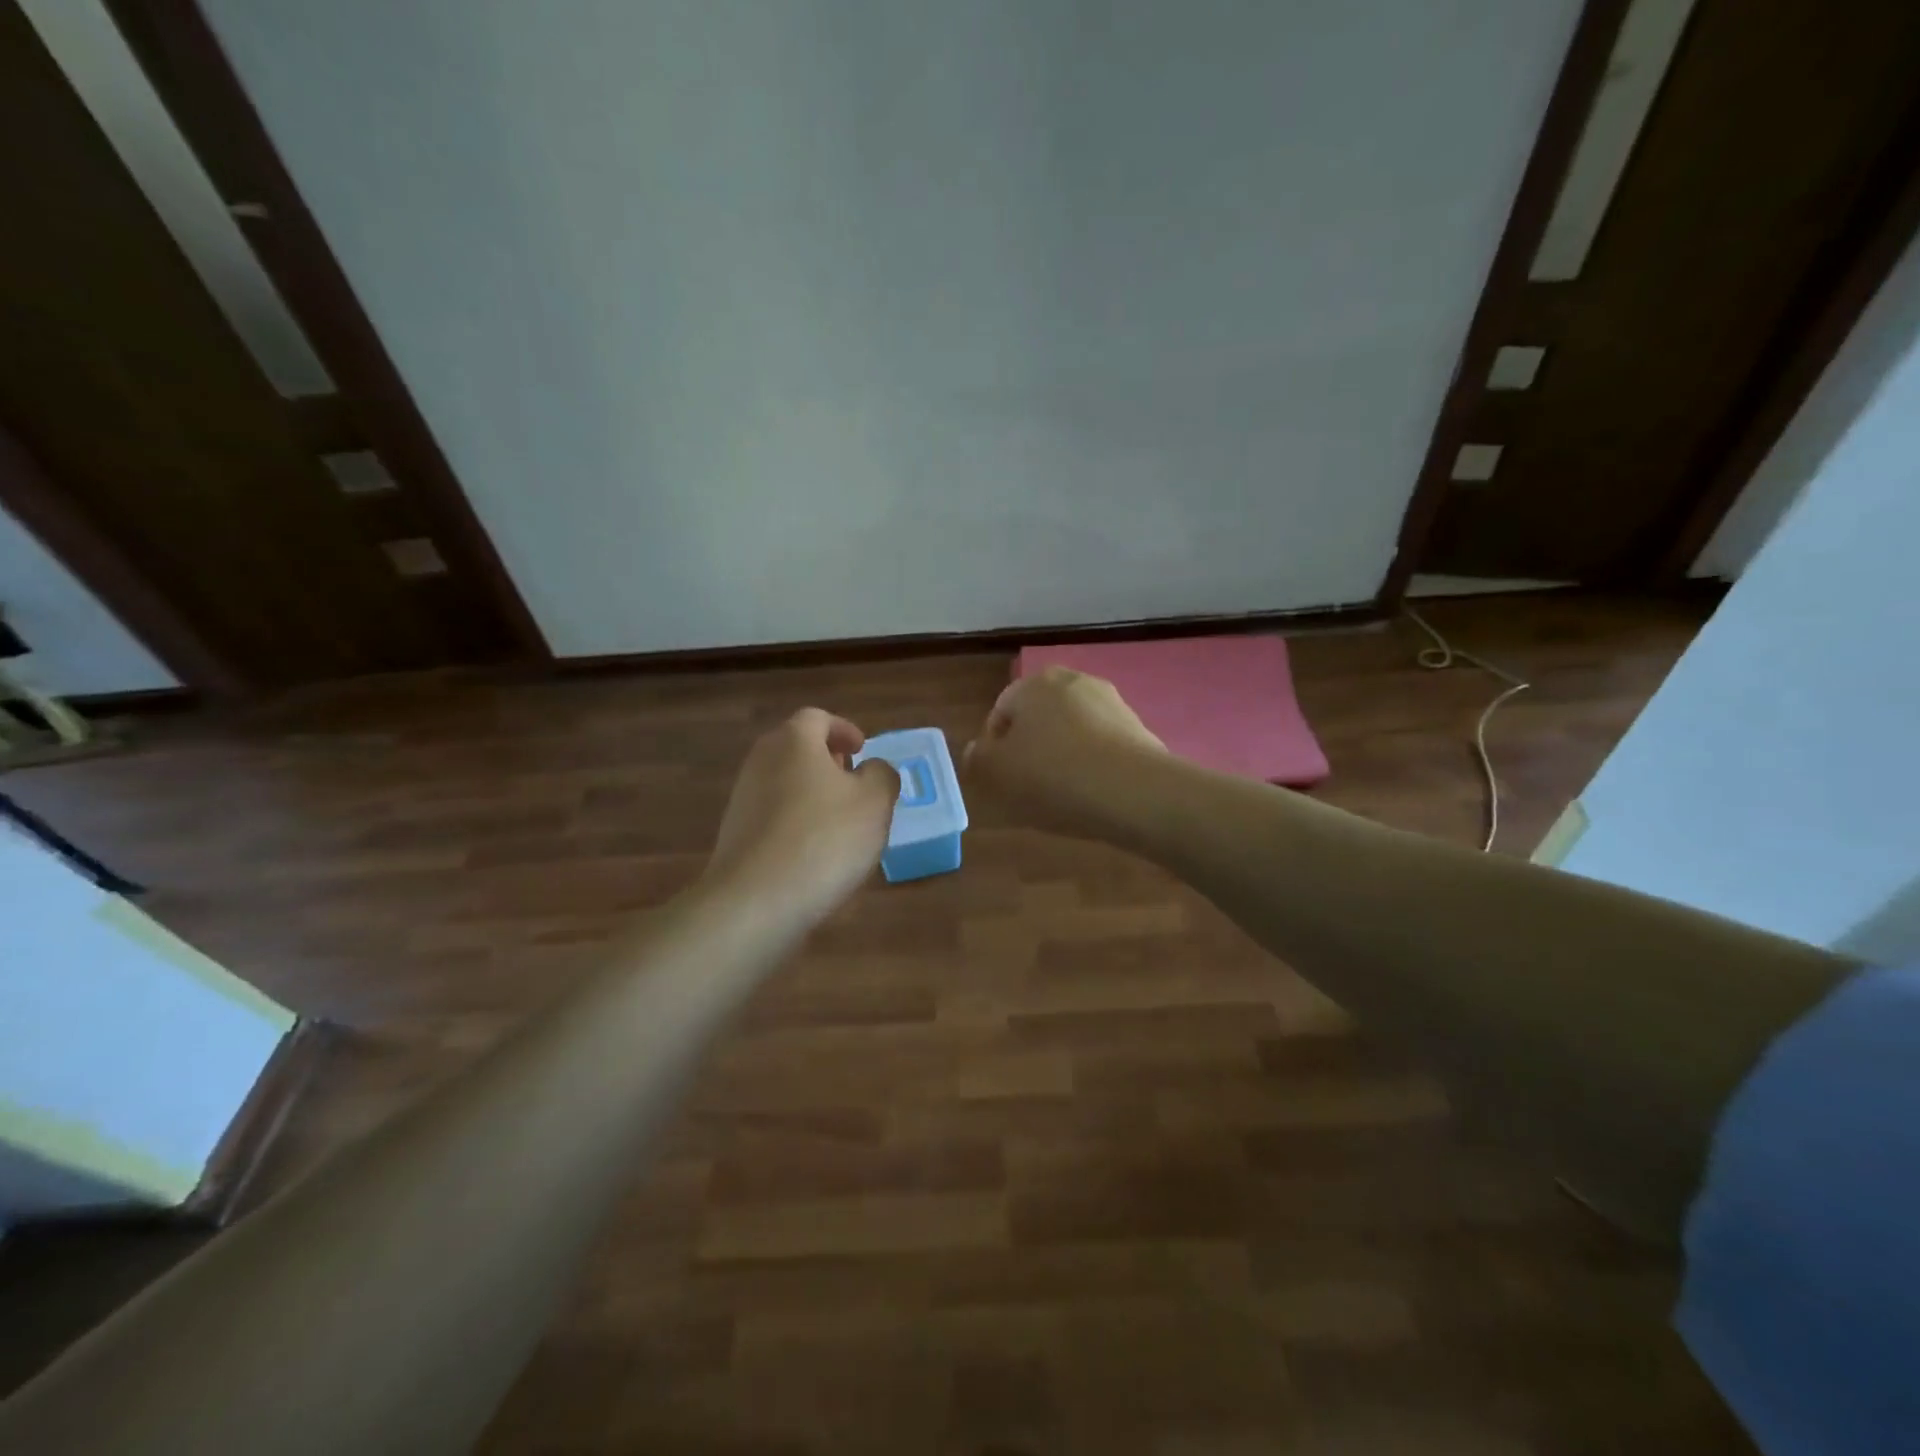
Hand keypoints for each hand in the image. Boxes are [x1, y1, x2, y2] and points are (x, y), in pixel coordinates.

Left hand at [705, 708, 898, 924]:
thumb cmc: (824, 838)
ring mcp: (743, 799)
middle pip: (796, 748)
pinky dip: (796, 822)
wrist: (757, 900)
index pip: (818, 718)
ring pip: (785, 783)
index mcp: (794, 741)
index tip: (862, 750)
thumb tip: (872, 770)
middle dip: (827, 761)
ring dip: (813, 793)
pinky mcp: (735, 835)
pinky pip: (773, 816)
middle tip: (854, 781)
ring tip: (842, 822)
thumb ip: (882, 775)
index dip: (844, 730)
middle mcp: (762, 761)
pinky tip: (816, 853)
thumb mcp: (875, 802)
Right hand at [963, 667, 1164, 838]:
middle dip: (1031, 747)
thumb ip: (977, 758)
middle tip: (1028, 786)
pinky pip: (1102, 746)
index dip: (994, 746)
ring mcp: (1112, 703)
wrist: (1134, 793)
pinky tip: (1092, 794)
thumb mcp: (997, 773)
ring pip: (1073, 730)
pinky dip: (1093, 764)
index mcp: (1035, 684)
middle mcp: (1074, 682)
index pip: (1002, 710)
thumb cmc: (1053, 777)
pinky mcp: (1139, 729)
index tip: (1000, 778)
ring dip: (1063, 755)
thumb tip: (975, 750)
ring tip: (1062, 795)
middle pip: (1040, 717)